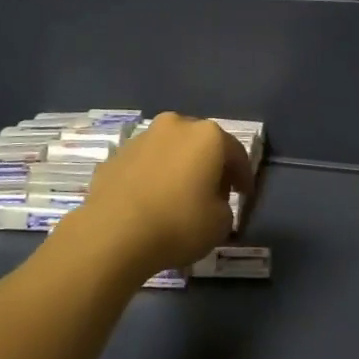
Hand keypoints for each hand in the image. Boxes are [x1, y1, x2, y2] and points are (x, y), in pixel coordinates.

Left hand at [62, 114, 245, 276]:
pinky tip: (150, 200)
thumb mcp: (220, 224)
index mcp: (207, 136)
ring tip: (178, 196)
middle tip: (214, 192)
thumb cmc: (178, 223)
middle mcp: (176, 125)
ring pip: (170, 149)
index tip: (244, 195)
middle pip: (201, 143)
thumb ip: (224, 206)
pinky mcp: (116, 154)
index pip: (236, 153)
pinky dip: (152, 176)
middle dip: (209, 165)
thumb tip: (211, 201)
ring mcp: (143, 137)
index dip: (243, 176)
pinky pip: (145, 163)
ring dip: (178, 167)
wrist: (114, 233)